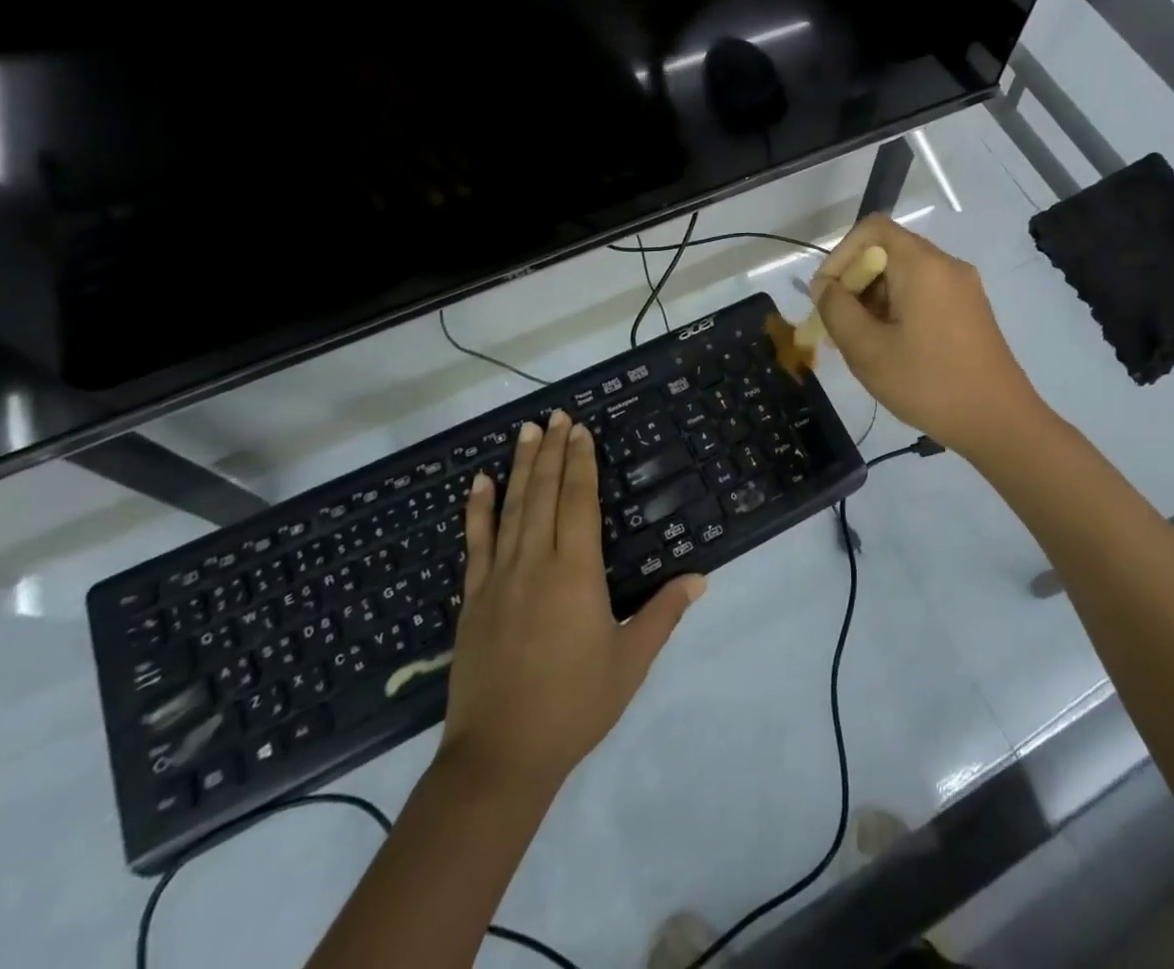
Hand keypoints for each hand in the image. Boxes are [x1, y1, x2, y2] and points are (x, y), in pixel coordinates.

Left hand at [440, 410, 704, 793]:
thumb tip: (700, 577)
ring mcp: (499, 578)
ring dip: (519, 466)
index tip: (580, 430)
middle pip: (544, 493)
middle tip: (555, 415)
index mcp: (576, 572)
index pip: (579, 501)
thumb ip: (664, 613)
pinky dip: (477, 509)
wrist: (501, 757)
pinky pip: (475, 543)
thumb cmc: (575, 705)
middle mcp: (536, 562)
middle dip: (551, 451)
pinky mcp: (474, 599)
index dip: (580, 462)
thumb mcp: (630, 660)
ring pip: (511, 508)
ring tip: (526, 431)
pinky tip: (478, 483)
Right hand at [811, 215, 1045, 458]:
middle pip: (888, 252)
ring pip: (905, 275)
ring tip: (862, 343)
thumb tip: (826, 286)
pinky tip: (892, 348)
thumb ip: (837, 310)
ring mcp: (963, 288)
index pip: (872, 229)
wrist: (999, 422)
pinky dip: (899, 309)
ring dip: (875, 300)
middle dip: (856, 283)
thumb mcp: (867, 350)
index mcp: (922, 265)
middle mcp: (946, 265)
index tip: (828, 294)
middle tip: (839, 326)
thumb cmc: (928, 383)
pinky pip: (925, 293)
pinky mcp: (971, 310)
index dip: (841, 254)